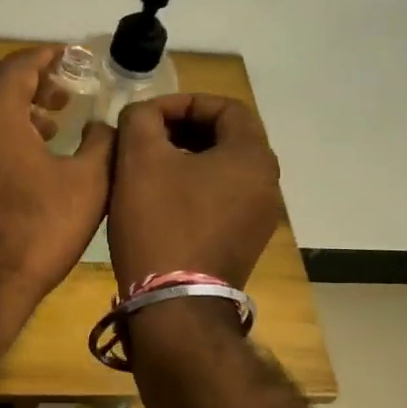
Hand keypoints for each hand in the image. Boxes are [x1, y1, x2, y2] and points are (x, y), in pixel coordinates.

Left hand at [0, 47, 114, 324]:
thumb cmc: (33, 234)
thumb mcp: (87, 187)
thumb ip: (102, 144)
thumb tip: (104, 125)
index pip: (18, 64)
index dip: (47, 57)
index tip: (69, 58)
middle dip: (24, 78)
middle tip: (57, 94)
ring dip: (4, 106)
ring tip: (43, 128)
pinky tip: (12, 163)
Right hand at [109, 94, 281, 291]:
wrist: (174, 304)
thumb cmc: (160, 223)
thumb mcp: (139, 159)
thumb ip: (141, 119)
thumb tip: (143, 114)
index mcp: (252, 156)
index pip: (225, 107)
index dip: (183, 103)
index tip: (147, 116)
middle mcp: (267, 183)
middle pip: (226, 137)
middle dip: (182, 130)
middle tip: (144, 138)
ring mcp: (259, 217)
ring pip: (222, 170)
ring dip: (185, 159)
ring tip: (146, 167)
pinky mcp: (244, 242)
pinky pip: (221, 199)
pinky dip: (193, 188)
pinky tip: (158, 200)